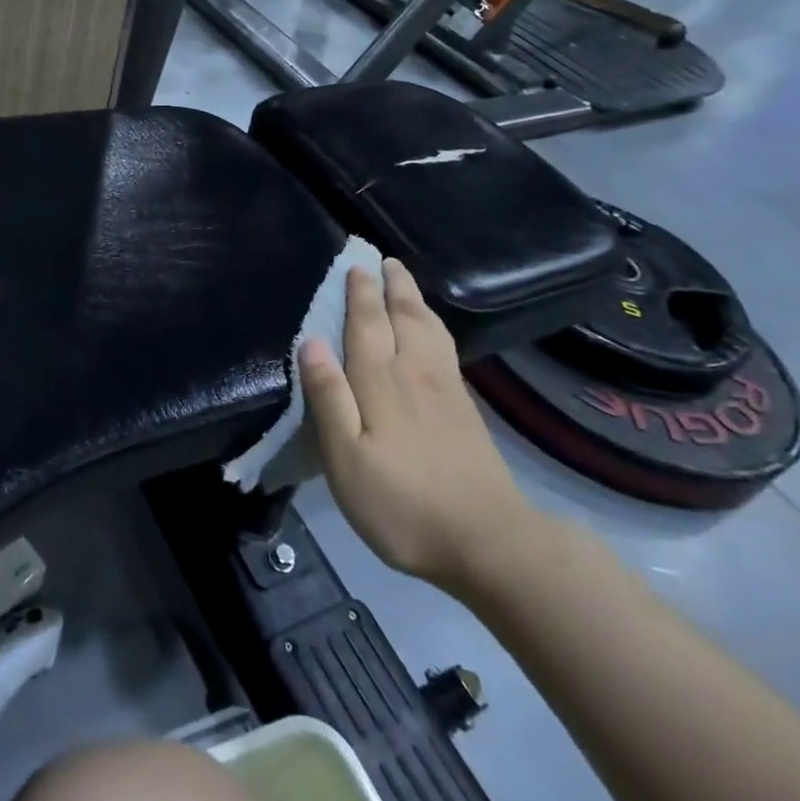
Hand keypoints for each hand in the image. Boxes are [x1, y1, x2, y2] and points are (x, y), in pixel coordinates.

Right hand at [300, 259, 540, 597]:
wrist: (488, 541)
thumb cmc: (402, 503)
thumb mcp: (347, 460)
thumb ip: (329, 398)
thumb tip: (310, 342)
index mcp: (381, 381)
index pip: (367, 324)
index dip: (359, 293)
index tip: (355, 264)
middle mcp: (414, 372)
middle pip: (404, 316)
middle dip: (392, 286)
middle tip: (384, 260)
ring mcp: (445, 388)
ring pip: (429, 328)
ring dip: (415, 299)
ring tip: (406, 282)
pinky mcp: (465, 408)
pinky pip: (446, 347)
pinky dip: (435, 325)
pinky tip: (433, 330)